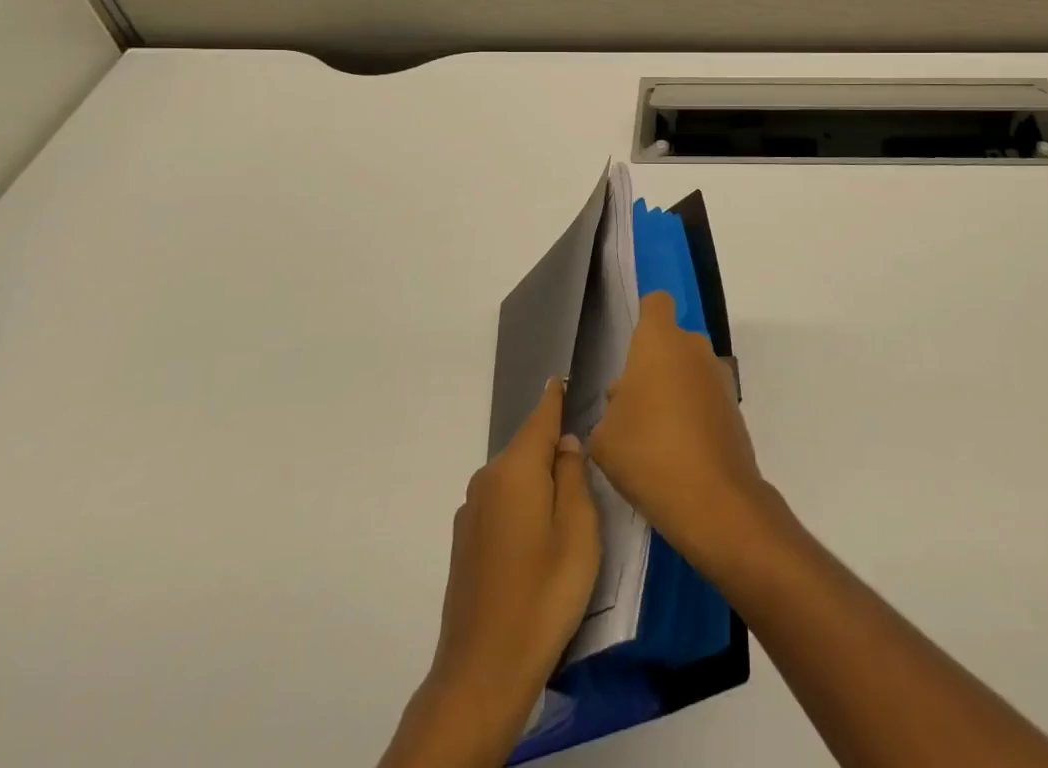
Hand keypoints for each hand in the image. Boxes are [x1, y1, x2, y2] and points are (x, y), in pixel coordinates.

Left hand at [385, 378, 598, 767]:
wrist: (483, 670)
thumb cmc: (544, 592)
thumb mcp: (579, 530)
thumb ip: (573, 477)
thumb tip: (565, 444)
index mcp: (516, 469)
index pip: (540, 418)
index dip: (553, 397)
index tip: (560, 376)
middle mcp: (487, 479)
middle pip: (526, 448)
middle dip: (551, 447)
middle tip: (583, 459)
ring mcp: (471, 512)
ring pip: (513, 478)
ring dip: (536, 480)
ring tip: (565, 502)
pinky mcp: (464, 542)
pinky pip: (500, 503)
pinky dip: (521, 504)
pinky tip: (536, 535)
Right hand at [590, 290, 767, 573]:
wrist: (713, 499)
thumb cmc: (647, 452)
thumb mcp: (604, 436)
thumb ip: (610, 409)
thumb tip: (625, 401)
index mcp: (659, 340)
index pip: (655, 303)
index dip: (643, 318)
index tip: (630, 350)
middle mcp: (694, 347)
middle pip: (670, 342)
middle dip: (652, 366)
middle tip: (631, 407)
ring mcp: (719, 376)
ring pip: (688, 370)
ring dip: (673, 390)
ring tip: (653, 437)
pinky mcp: (734, 407)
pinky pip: (705, 397)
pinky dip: (693, 414)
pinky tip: (677, 452)